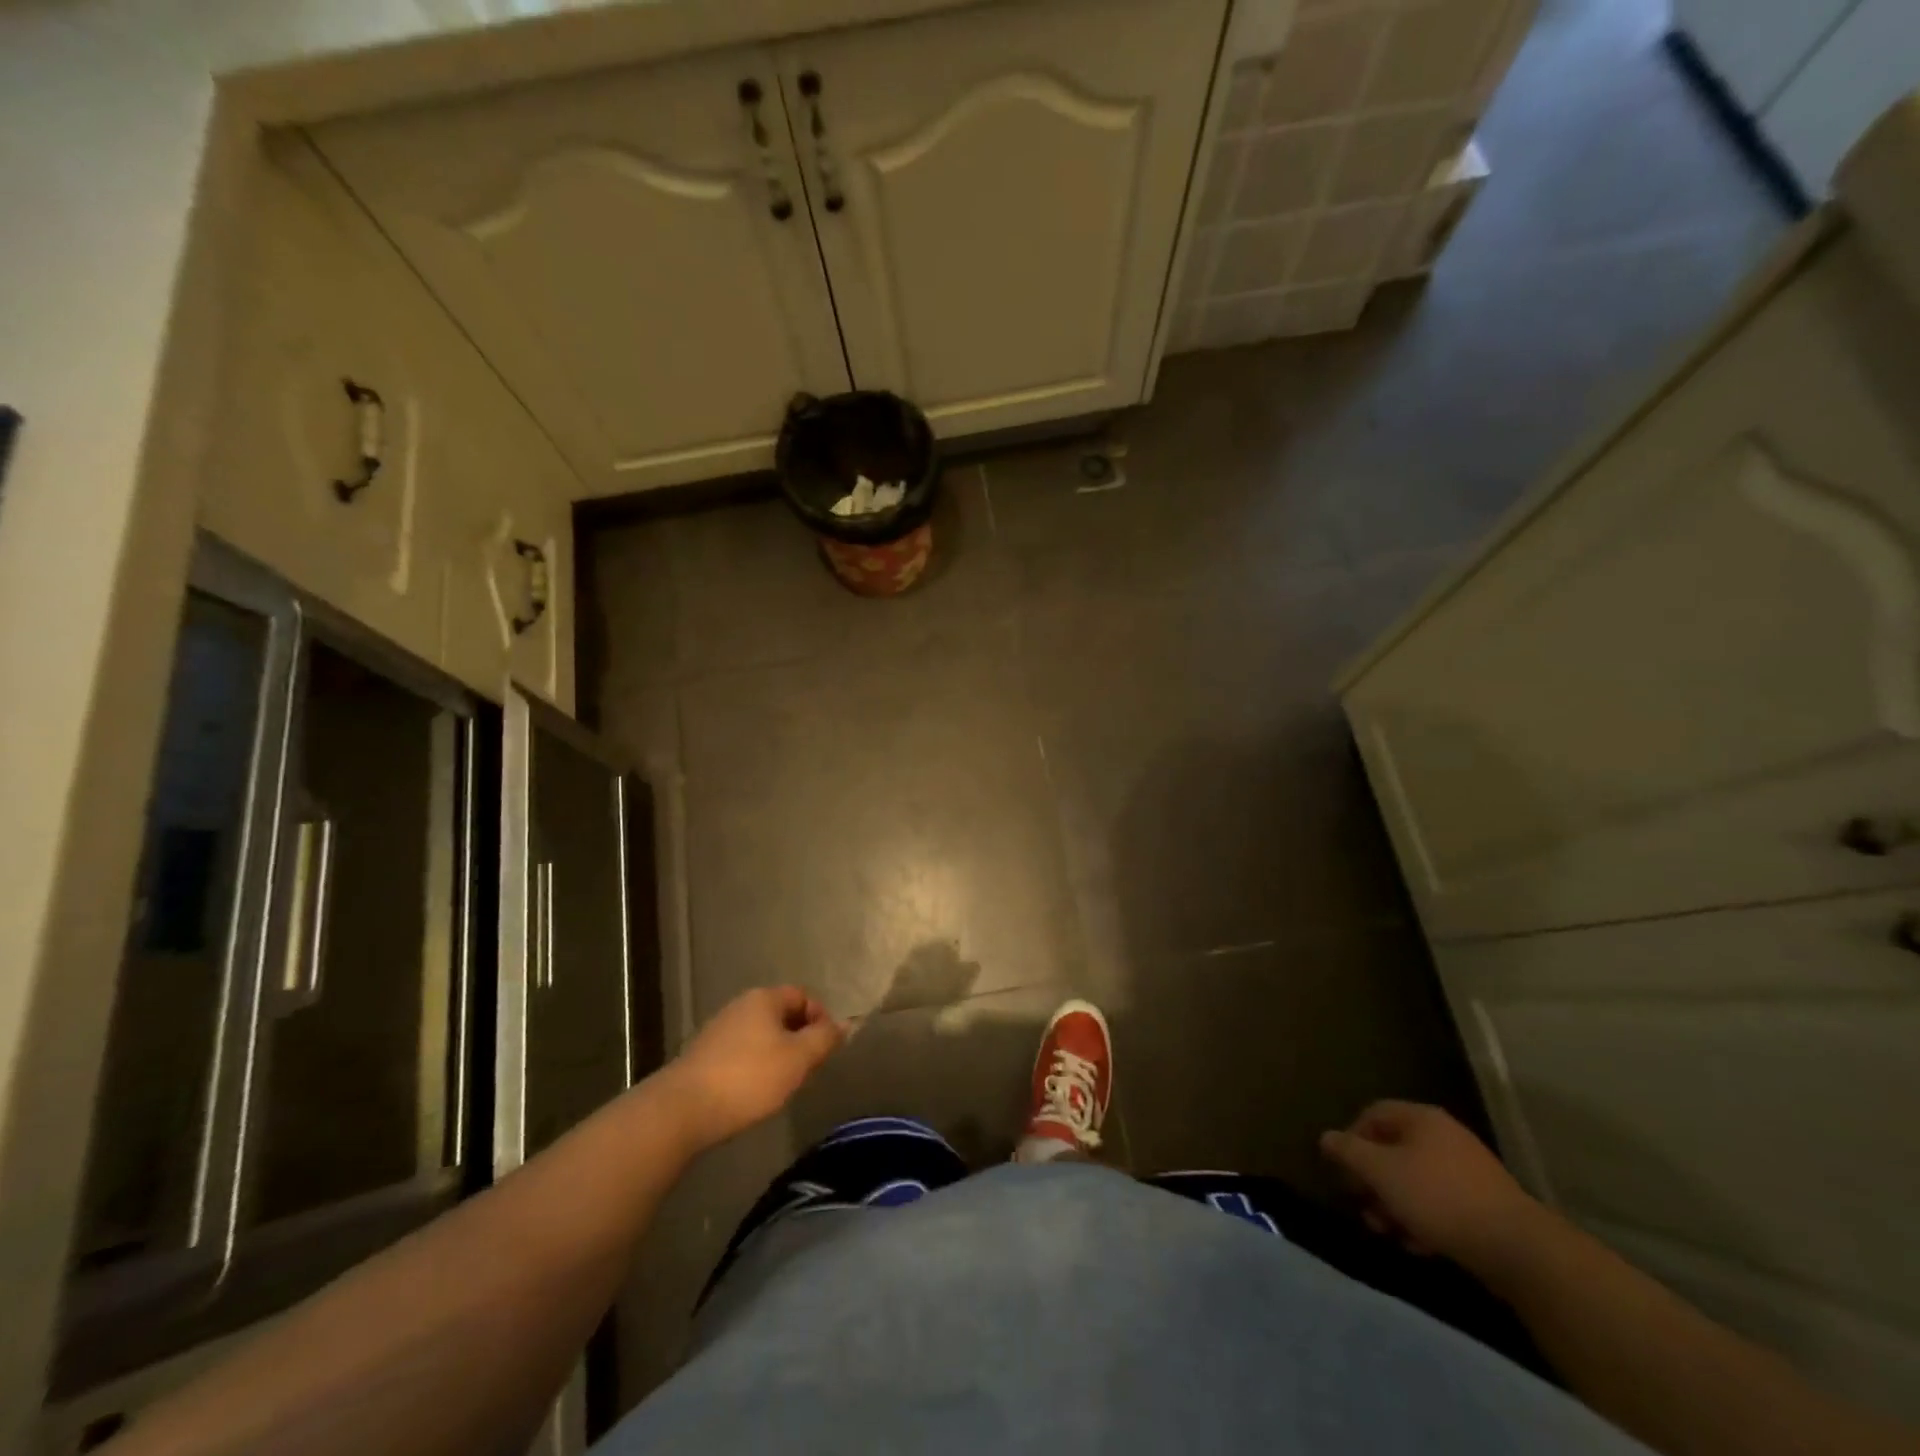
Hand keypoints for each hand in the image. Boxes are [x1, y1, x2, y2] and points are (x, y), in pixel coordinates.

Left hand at [658, 986, 844, 1150]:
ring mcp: (719, 1029)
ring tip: (783, 1084)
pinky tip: (754, 1092)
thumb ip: (825, 1038)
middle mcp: (741, 1005)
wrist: (682, 1110)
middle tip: (808, 1069)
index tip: (826, 1049)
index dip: (821, 1018)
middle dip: (799, 1038)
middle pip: (782, 1014)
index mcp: (764, 998)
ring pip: (761, 1035)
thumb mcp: (798, 1058)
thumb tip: (845, 1024)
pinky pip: (741, 1053)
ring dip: (777, 1054)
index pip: (803, 996)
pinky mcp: (703, 1056)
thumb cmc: (749, 1078)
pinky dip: (754, 1067)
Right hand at [1319, 1101, 1544, 1274]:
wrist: (1517, 1248)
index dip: (1351, 1138)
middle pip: (1393, 1149)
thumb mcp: (1380, 1171)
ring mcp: (1468, 1170)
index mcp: (1421, 1118)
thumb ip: (1348, 1152)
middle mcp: (1445, 1136)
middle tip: (1363, 1207)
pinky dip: (1422, 1219)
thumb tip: (1326, 1137)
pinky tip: (1418, 1245)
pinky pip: (1440, 1202)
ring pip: (1415, 1179)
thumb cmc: (1437, 1197)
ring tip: (1387, 1231)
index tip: (1343, 1170)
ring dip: (1394, 1203)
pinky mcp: (1485, 1204)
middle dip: (1373, 1180)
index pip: (1372, 1114)